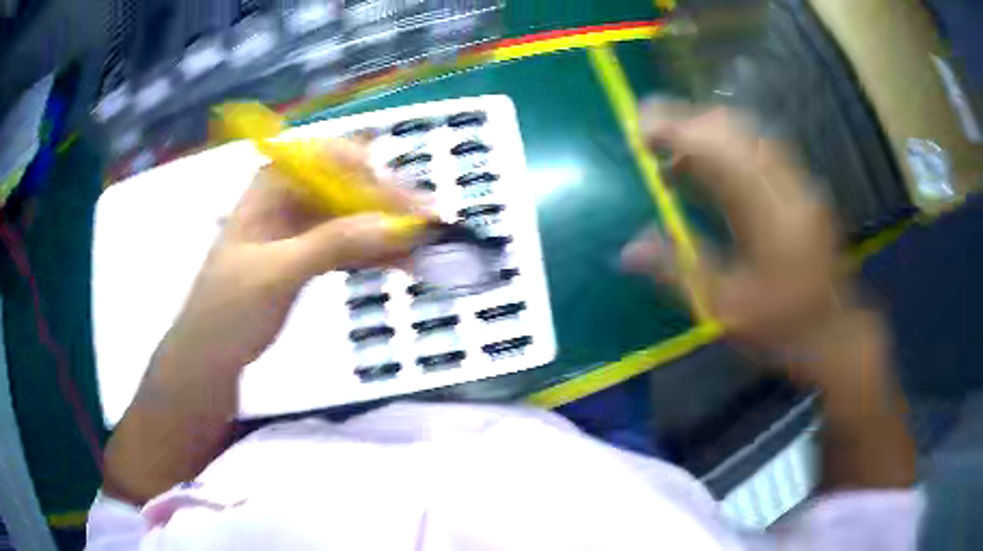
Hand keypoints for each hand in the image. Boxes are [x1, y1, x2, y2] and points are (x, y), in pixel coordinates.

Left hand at [157, 138, 423, 373]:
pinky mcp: (308, 253)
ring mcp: (300, 225)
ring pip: (355, 217)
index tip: (409, 205)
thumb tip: (398, 225)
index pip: (333, 157)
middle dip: (389, 207)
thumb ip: (334, 244)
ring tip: (425, 253)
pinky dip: (375, 254)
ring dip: (388, 233)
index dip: (374, 175)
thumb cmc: (228, 308)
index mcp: (273, 182)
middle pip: (350, 186)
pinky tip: (403, 266)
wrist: (210, 353)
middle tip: (429, 231)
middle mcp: (290, 194)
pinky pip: (349, 245)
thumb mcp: (276, 273)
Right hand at [622, 104, 843, 371]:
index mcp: (768, 216)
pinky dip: (728, 144)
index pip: (719, 151)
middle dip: (687, 121)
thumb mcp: (725, 309)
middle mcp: (786, 187)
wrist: (833, 331)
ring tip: (673, 150)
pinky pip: (761, 146)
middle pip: (734, 129)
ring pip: (748, 132)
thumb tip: (627, 250)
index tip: (639, 132)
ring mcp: (798, 183)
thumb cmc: (781, 326)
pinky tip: (709, 164)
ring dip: (706, 130)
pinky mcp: (802, 186)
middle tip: (650, 135)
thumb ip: (677, 272)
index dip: (676, 131)